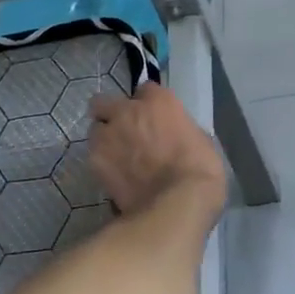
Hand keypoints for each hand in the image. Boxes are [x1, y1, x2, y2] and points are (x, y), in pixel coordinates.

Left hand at [89, 83, 228, 219]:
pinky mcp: (95, 161)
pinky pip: (94, 156)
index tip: (154, 117)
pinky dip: (102, 164)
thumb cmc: (201, 171)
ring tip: (118, 159)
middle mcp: (128, 111)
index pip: (146, 89)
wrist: (176, 203)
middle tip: (125, 132)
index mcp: (159, 102)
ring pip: (95, 129)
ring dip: (105, 139)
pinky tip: (116, 177)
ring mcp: (108, 135)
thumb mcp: (201, 140)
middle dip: (111, 114)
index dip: (148, 104)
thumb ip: (180, 129)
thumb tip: (174, 136)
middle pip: (104, 102)